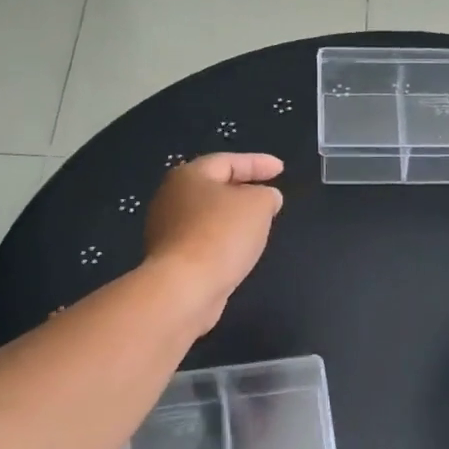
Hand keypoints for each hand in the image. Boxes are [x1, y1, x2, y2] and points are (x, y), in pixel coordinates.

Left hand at [144, 153, 285, 331]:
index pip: (228, 161)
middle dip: (243, 189)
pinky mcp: (170, 258)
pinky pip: (203, 240)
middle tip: (268, 195)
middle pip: (213, 187)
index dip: (257, 163)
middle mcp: (171, 197)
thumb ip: (267, 195)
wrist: (184, 287)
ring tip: (257, 225)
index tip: (281, 168)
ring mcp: (167, 229)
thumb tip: (266, 198)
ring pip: (208, 216)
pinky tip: (237, 250)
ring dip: (232, 218)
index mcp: (189, 176)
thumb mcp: (258, 206)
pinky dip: (223, 240)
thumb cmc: (221, 235)